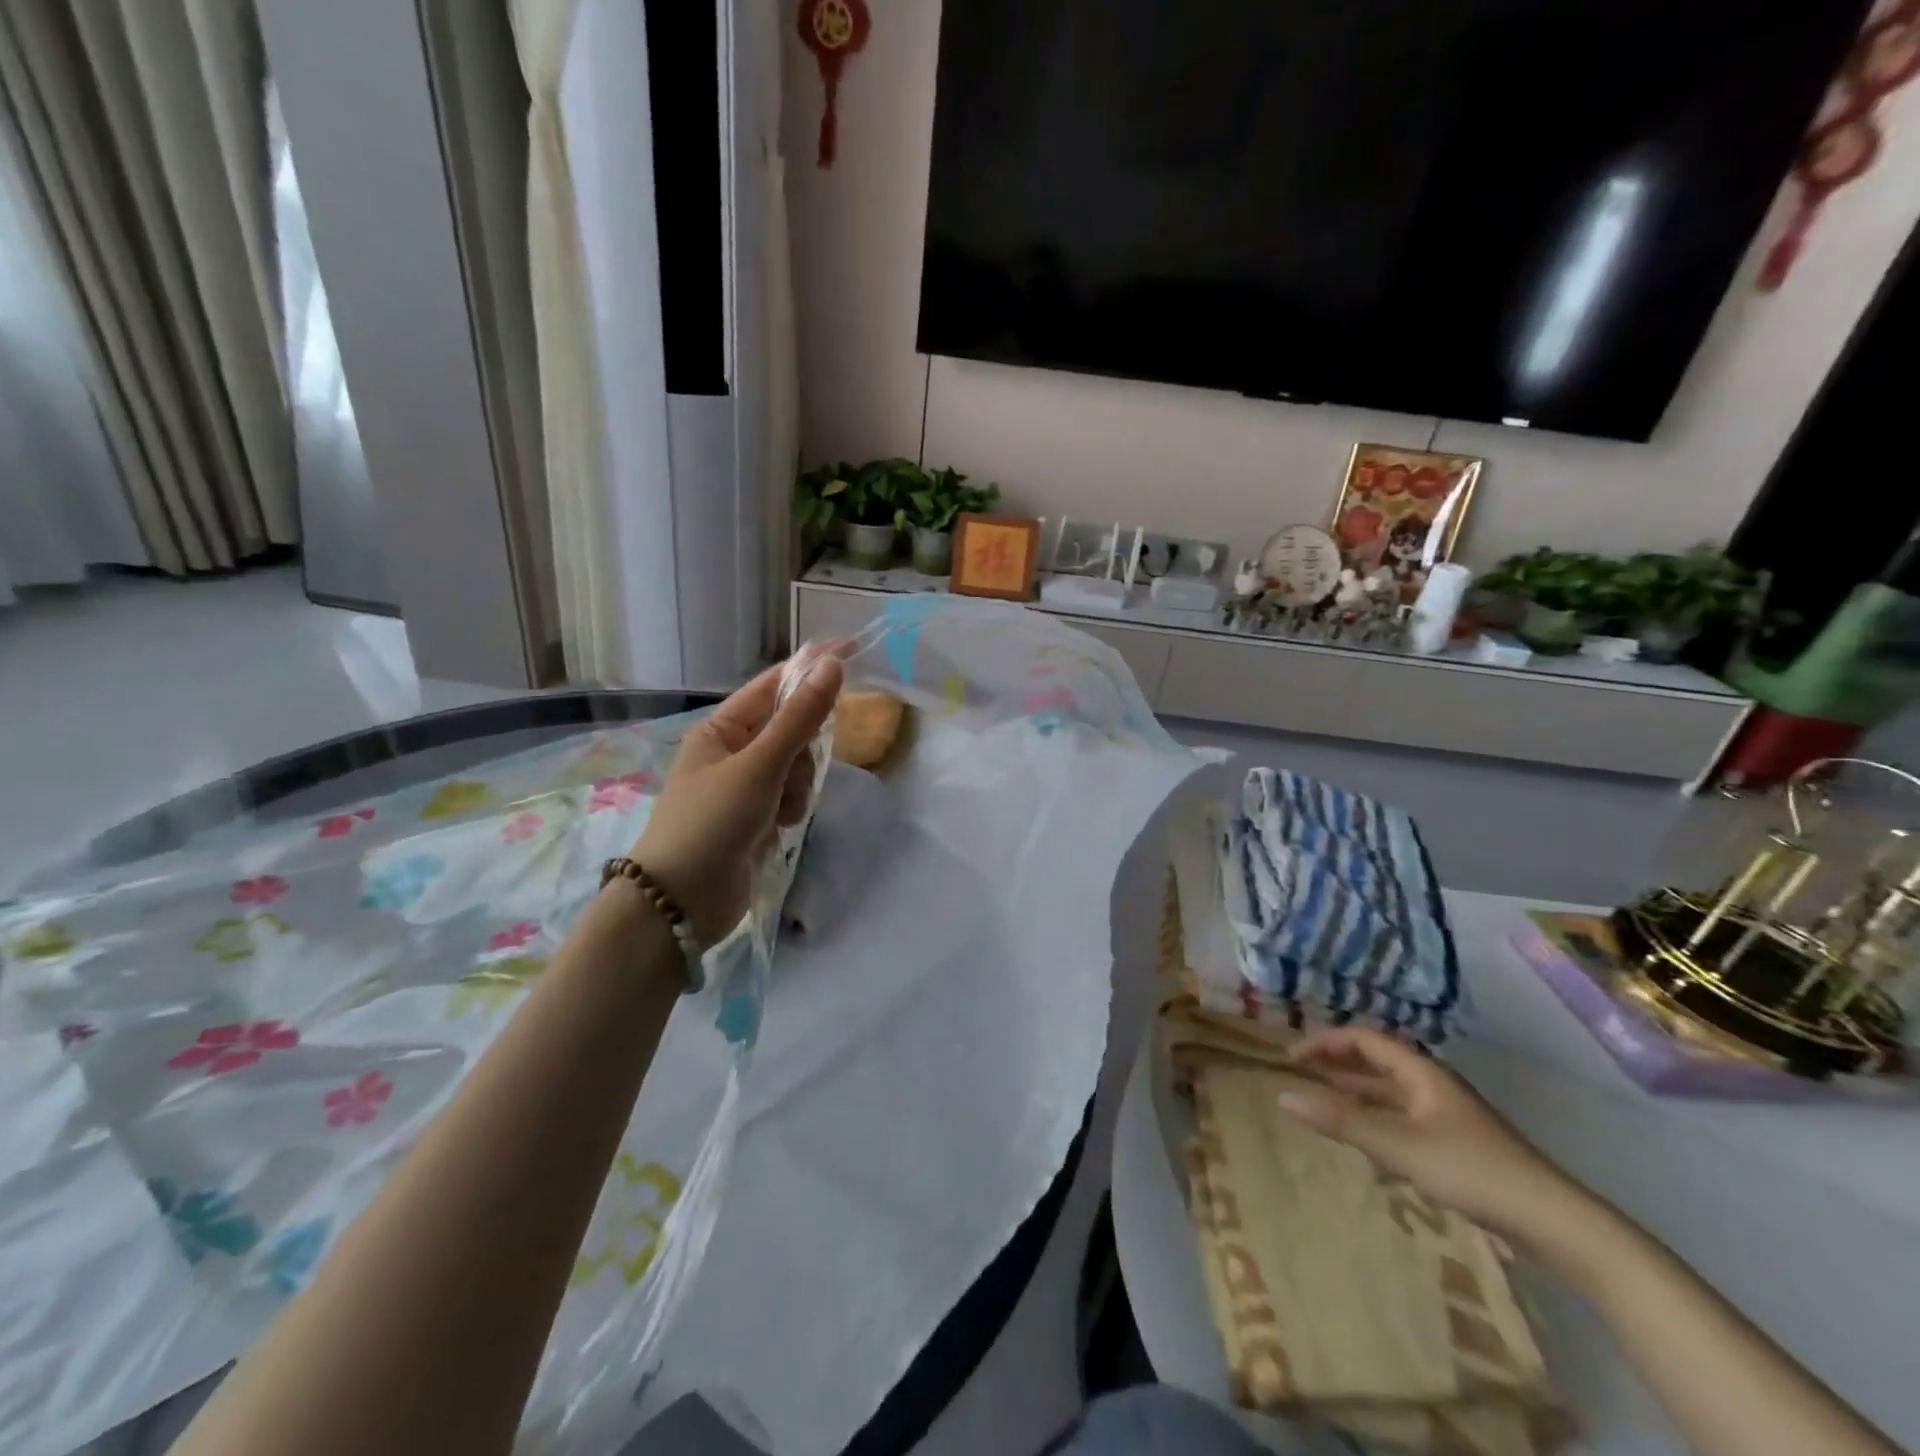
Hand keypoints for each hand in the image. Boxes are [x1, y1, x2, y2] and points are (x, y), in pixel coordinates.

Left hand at [632, 646, 843, 944]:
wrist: (682, 901)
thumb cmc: (712, 821)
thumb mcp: (759, 765)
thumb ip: (800, 718)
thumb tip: (832, 665)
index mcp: (721, 729)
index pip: (773, 686)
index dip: (810, 669)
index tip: (850, 651)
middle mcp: (732, 752)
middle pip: (790, 729)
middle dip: (801, 750)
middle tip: (792, 773)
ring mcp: (745, 788)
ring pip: (796, 767)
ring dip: (797, 786)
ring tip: (780, 811)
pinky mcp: (756, 819)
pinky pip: (791, 797)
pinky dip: (792, 809)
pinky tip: (779, 828)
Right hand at [1276, 1026, 1581, 1243]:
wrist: (1554, 1223)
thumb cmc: (1472, 1170)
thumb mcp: (1399, 1145)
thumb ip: (1341, 1120)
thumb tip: (1283, 1095)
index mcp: (1420, 1071)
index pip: (1362, 1039)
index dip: (1323, 1042)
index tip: (1290, 1059)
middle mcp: (1431, 1084)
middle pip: (1375, 1062)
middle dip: (1336, 1064)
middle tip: (1300, 1076)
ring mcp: (1445, 1115)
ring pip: (1388, 1093)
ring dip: (1354, 1094)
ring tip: (1322, 1104)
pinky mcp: (1455, 1145)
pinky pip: (1401, 1120)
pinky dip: (1375, 1122)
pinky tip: (1364, 1148)